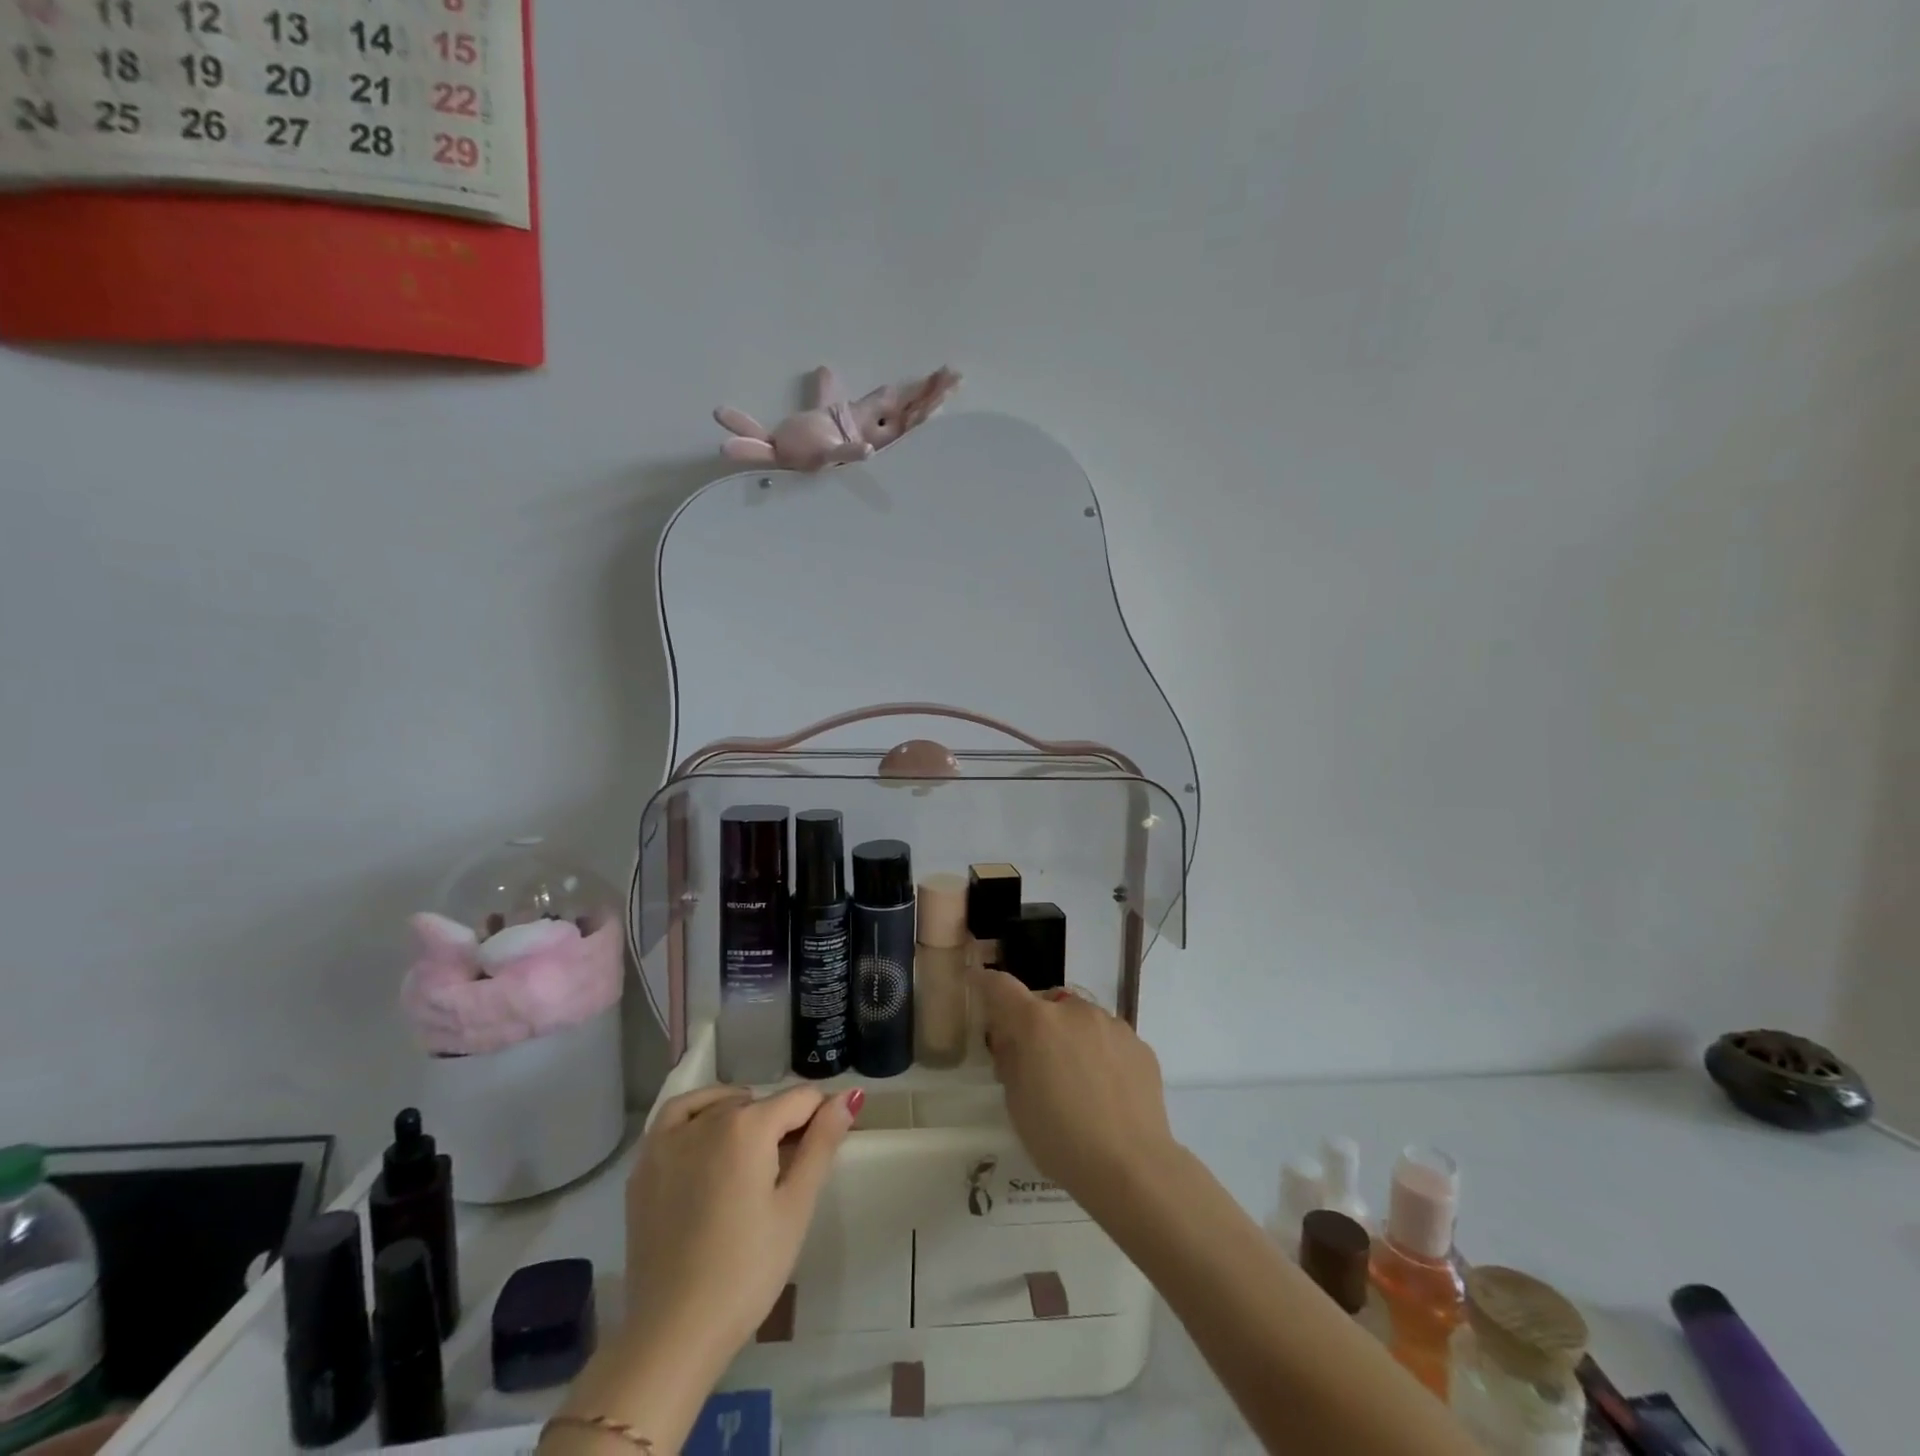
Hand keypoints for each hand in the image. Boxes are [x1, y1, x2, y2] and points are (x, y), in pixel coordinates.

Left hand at [623, 1084, 861, 1363]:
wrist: (674, 1332)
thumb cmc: (747, 1271)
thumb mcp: (796, 1207)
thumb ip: (822, 1143)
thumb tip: (848, 1097)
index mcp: (749, 1126)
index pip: (801, 1099)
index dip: (821, 1118)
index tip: (824, 1148)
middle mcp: (708, 1119)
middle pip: (761, 1103)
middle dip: (782, 1125)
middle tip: (786, 1174)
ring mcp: (670, 1139)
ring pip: (722, 1106)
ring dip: (744, 1118)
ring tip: (753, 1160)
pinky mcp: (646, 1164)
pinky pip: (677, 1114)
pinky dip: (699, 1111)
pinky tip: (708, 1133)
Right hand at [969, 968, 1178, 1216]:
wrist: (1131, 1167)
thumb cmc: (1060, 1139)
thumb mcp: (1016, 1103)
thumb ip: (1010, 1060)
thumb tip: (1013, 1040)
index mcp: (1036, 1023)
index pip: (1001, 986)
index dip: (987, 983)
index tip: (980, 985)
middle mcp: (1074, 1011)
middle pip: (1046, 1003)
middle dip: (1037, 1023)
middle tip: (1038, 1061)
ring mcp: (1111, 1024)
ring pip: (1081, 1019)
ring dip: (1071, 1036)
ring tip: (1079, 1081)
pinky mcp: (1139, 1044)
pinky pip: (1110, 1039)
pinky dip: (1102, 1053)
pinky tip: (1108, 1091)